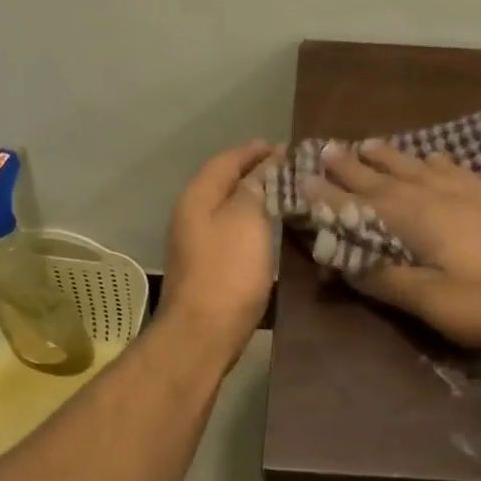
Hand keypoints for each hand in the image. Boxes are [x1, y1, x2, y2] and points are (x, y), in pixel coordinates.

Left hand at [158, 141, 279, 361]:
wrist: (203, 333)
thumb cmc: (228, 271)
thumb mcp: (247, 219)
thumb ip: (256, 187)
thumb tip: (265, 166)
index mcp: (197, 197)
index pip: (226, 161)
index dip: (254, 151)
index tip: (283, 147)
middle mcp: (191, 215)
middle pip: (224, 183)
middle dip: (255, 173)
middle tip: (290, 169)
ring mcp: (196, 243)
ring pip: (228, 209)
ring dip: (254, 198)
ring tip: (286, 195)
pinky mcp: (208, 267)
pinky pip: (232, 231)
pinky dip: (252, 222)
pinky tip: (271, 229)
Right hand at [307, 140, 480, 349]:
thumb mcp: (436, 303)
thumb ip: (389, 281)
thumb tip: (346, 264)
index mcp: (412, 220)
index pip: (357, 204)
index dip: (327, 196)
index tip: (301, 180)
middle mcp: (431, 195)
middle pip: (381, 177)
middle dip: (350, 167)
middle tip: (326, 150)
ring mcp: (464, 190)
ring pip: (413, 165)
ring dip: (386, 156)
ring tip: (366, 144)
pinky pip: (449, 167)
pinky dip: (431, 159)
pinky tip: (430, 156)